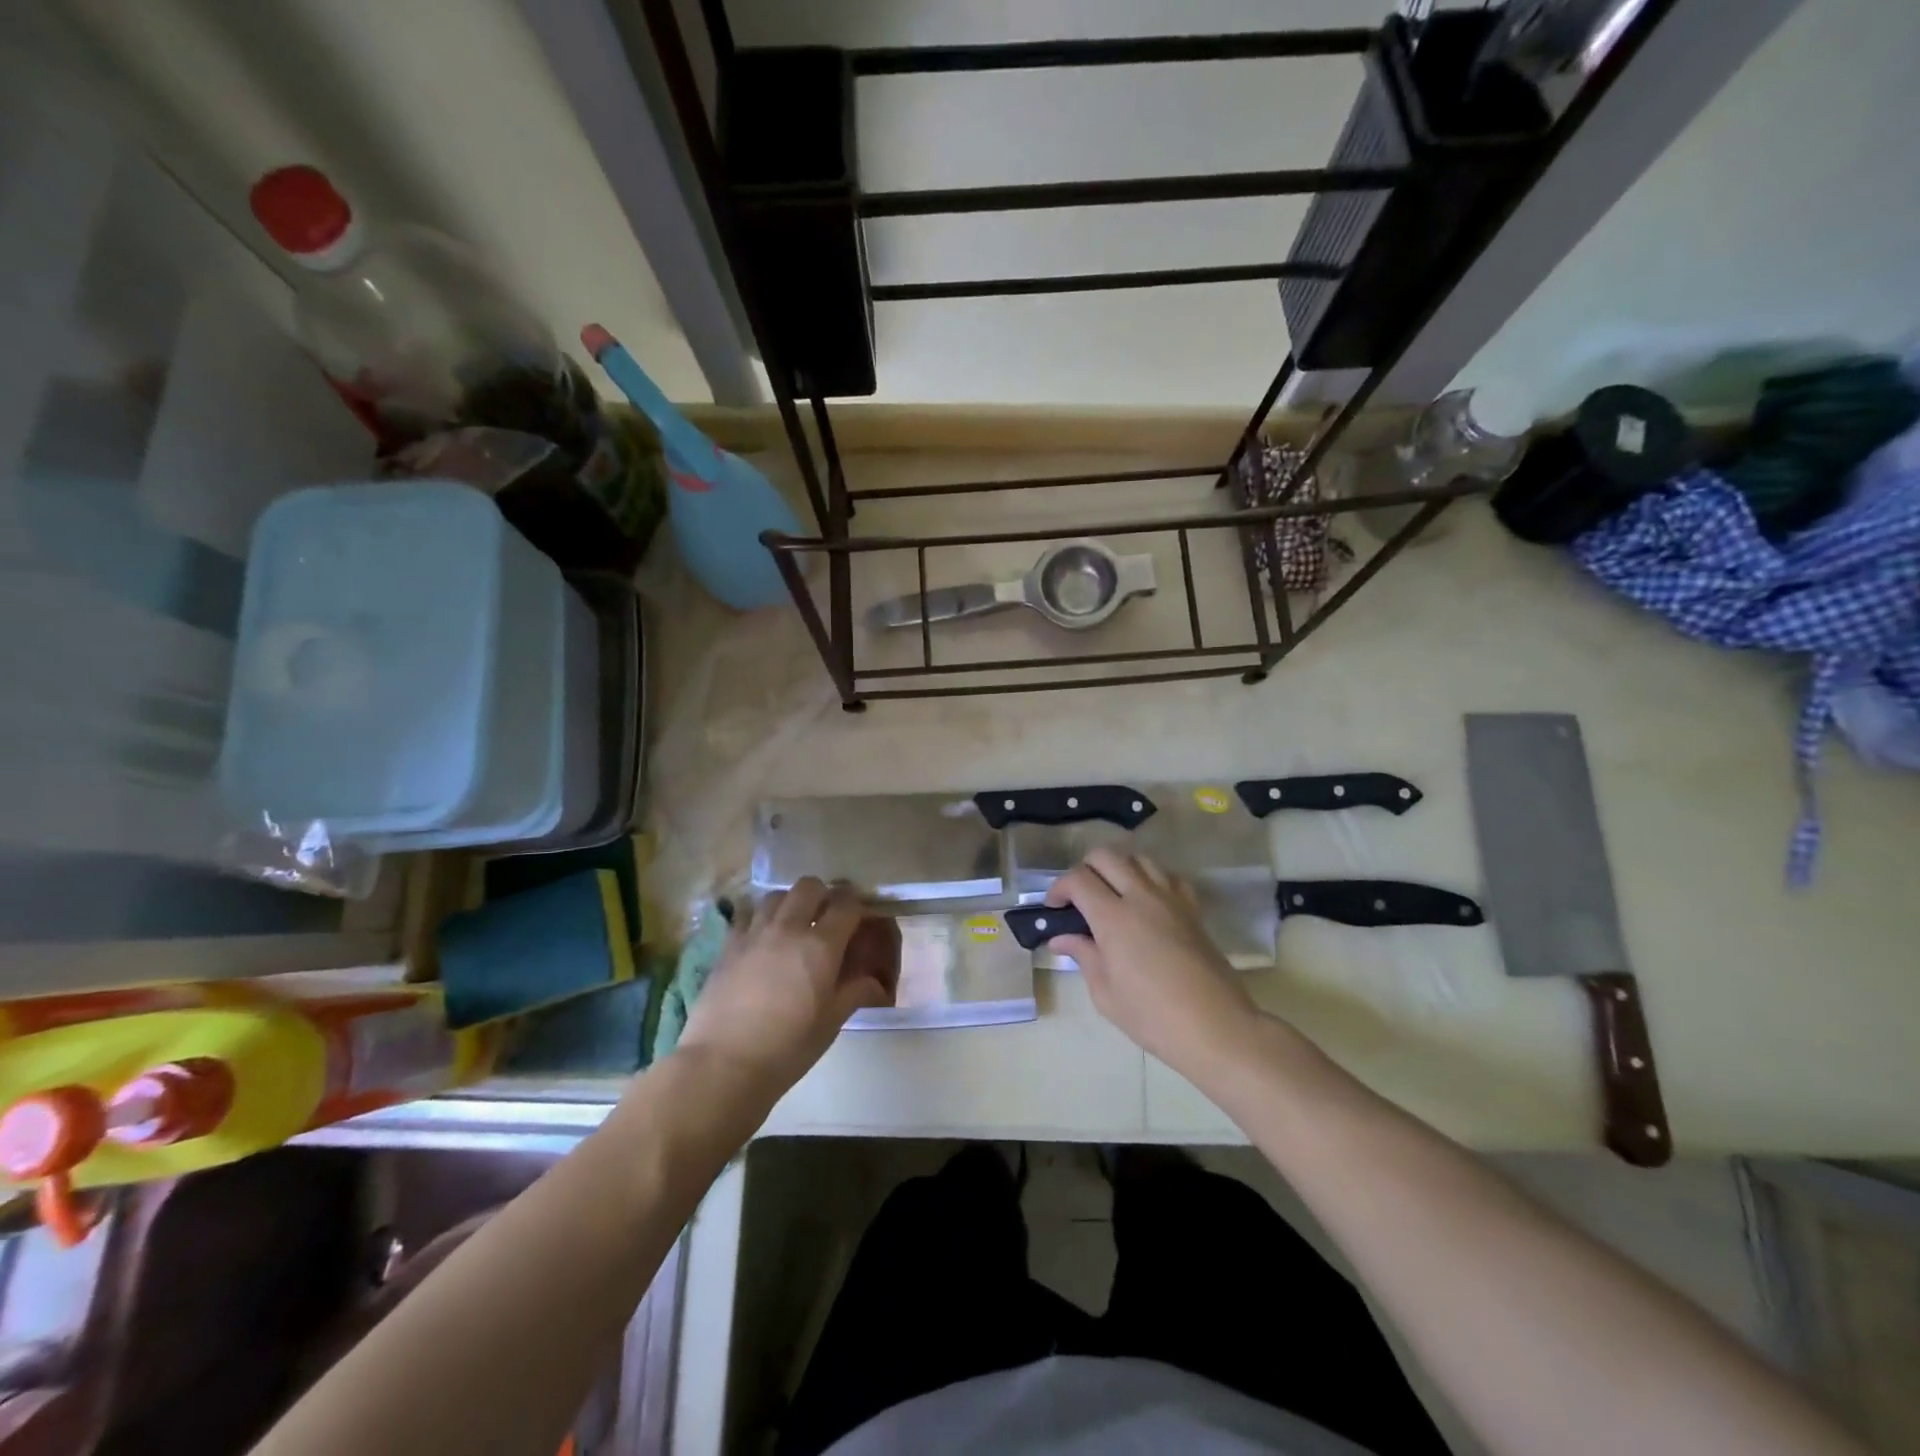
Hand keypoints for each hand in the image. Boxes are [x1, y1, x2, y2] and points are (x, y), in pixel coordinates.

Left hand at [678, 879, 899, 1100]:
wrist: (723, 1064)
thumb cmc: (787, 1048)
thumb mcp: (830, 1024)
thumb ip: (854, 993)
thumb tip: (875, 982)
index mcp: (821, 946)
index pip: (846, 904)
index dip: (856, 904)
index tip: (859, 916)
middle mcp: (788, 928)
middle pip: (809, 886)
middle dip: (823, 895)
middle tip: (826, 917)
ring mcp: (754, 933)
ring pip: (776, 895)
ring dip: (790, 902)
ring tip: (793, 924)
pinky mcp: (727, 945)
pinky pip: (746, 914)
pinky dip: (759, 917)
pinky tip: (761, 937)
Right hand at [1046, 848, 1260, 1075]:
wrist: (1216, 1026)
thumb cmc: (1152, 1016)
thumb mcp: (1106, 993)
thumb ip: (1083, 956)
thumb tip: (1062, 939)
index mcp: (1113, 918)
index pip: (1078, 879)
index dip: (1059, 888)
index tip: (1054, 908)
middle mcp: (1141, 897)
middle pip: (1106, 856)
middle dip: (1085, 870)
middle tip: (1079, 898)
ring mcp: (1170, 899)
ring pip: (1138, 859)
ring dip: (1118, 869)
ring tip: (1113, 896)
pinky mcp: (1192, 908)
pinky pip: (1168, 876)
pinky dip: (1151, 879)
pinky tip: (1147, 902)